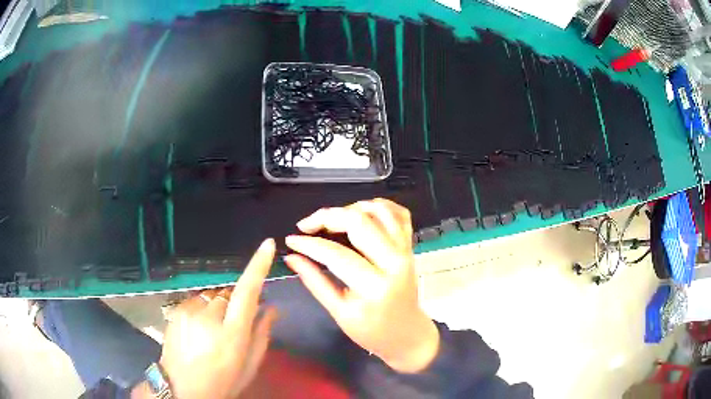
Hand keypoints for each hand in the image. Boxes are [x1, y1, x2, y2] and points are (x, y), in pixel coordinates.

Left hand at [158, 239, 277, 398]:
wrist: (183, 388)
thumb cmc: (223, 381)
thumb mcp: (249, 365)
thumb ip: (262, 334)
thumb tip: (272, 308)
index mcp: (232, 334)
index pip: (247, 292)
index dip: (258, 266)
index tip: (267, 244)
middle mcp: (209, 317)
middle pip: (229, 293)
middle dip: (235, 303)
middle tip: (234, 325)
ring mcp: (189, 311)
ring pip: (212, 296)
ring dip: (218, 306)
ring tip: (213, 330)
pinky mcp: (176, 310)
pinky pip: (197, 300)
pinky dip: (203, 309)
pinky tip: (199, 328)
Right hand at [284, 198, 438, 373]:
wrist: (407, 334)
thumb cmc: (372, 331)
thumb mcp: (339, 313)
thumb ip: (315, 282)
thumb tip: (291, 257)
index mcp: (374, 287)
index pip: (336, 254)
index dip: (309, 244)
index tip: (291, 240)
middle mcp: (394, 262)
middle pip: (359, 222)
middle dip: (327, 216)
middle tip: (307, 225)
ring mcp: (405, 251)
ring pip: (379, 211)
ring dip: (351, 207)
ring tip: (331, 219)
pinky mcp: (410, 247)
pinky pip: (399, 214)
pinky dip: (380, 205)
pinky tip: (361, 211)